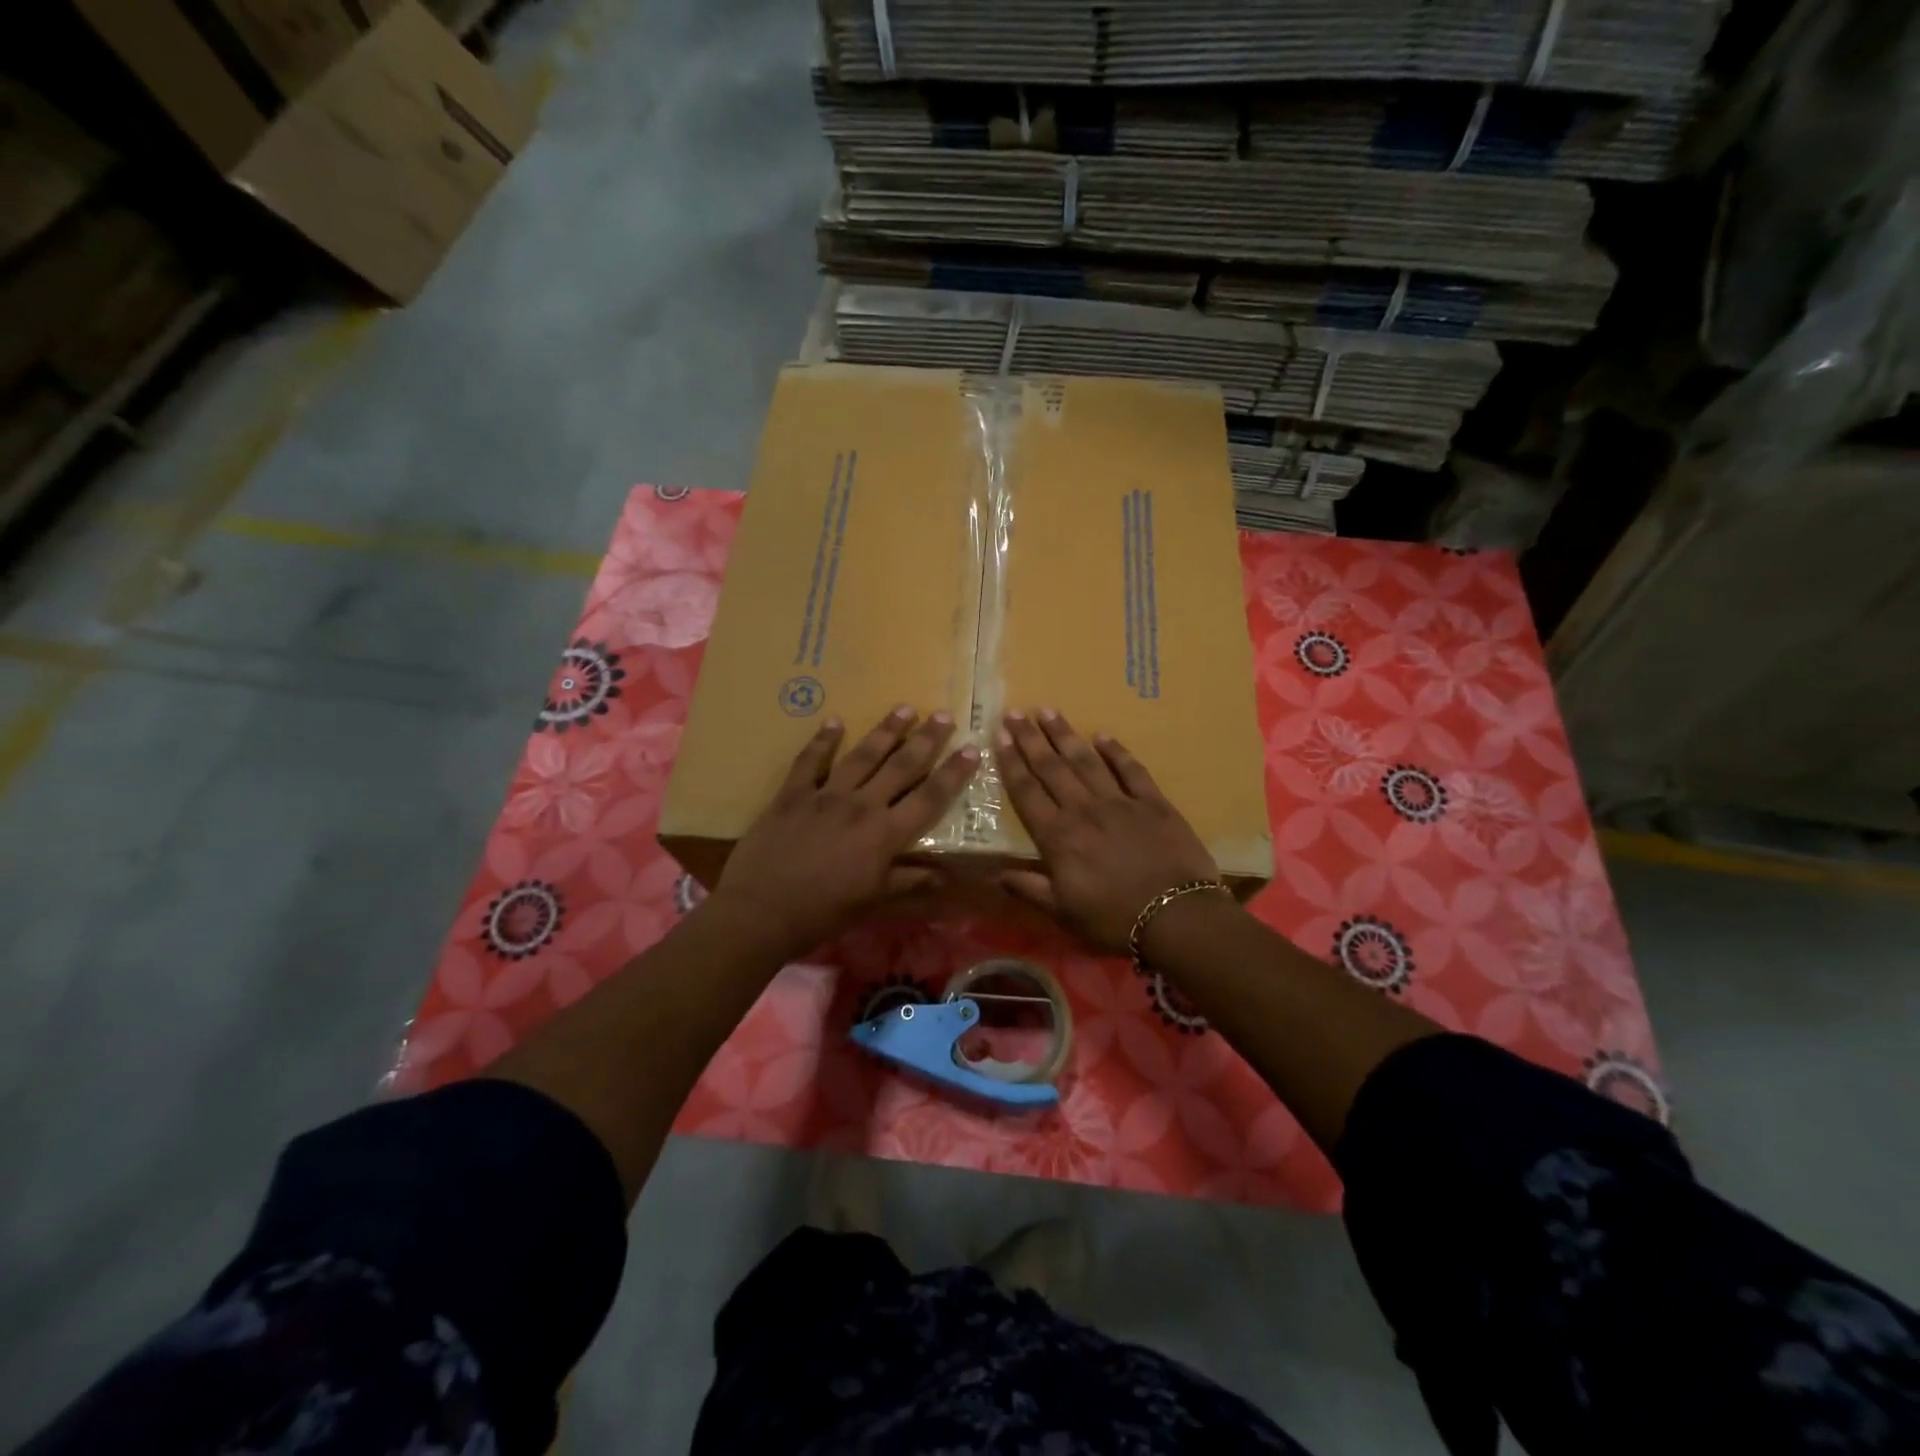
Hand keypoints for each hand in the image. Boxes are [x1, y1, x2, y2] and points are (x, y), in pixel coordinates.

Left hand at [712, 705, 979, 958]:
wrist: (761, 912)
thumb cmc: (822, 913)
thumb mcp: (872, 903)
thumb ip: (907, 882)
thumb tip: (944, 875)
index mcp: (885, 835)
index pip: (929, 798)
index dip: (953, 773)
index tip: (971, 749)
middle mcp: (861, 806)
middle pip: (901, 766)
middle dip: (925, 740)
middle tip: (942, 714)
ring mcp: (825, 796)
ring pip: (862, 756)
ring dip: (885, 731)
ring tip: (904, 709)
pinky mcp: (792, 794)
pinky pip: (810, 761)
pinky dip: (823, 741)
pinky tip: (834, 721)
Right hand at [996, 709, 1221, 954]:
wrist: (1177, 917)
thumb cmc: (1114, 919)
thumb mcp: (1064, 913)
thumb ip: (1030, 889)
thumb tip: (996, 875)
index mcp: (1058, 837)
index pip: (1027, 792)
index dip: (1011, 763)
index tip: (999, 736)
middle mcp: (1084, 810)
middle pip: (1052, 768)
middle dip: (1031, 739)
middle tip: (1016, 712)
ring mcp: (1120, 802)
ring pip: (1086, 761)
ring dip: (1066, 735)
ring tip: (1049, 712)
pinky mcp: (1153, 803)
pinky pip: (1131, 770)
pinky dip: (1116, 751)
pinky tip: (1103, 736)